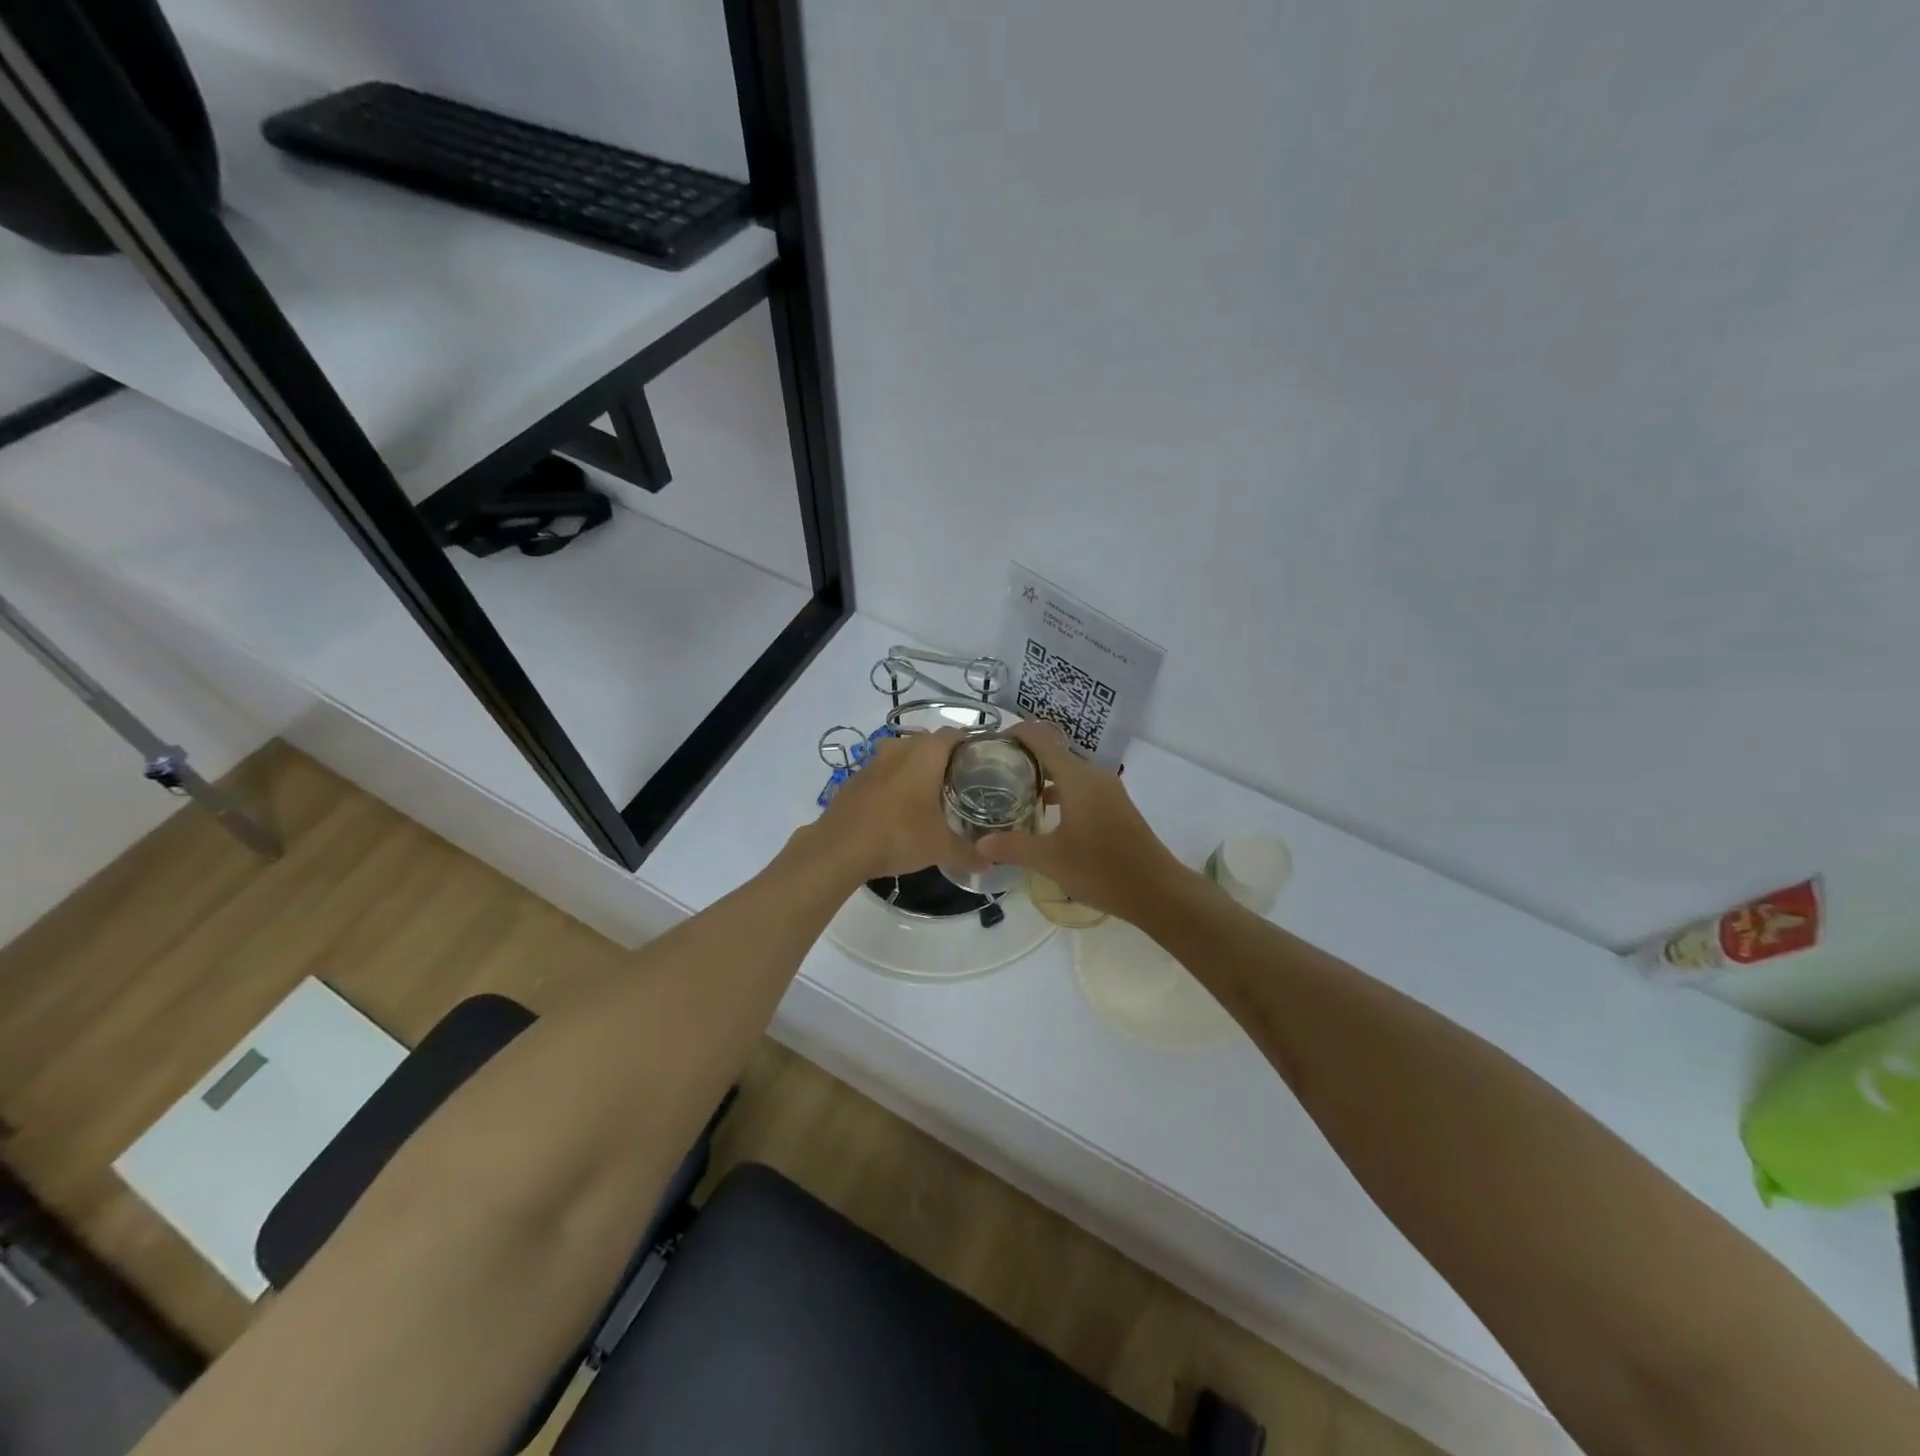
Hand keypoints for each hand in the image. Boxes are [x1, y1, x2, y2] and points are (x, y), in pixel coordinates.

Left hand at [807, 728, 982, 884]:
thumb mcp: (940, 848)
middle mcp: (899, 748)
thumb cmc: (898, 836)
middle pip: (929, 743)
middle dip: (945, 760)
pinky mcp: (855, 779)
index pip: (955, 734)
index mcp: (925, 753)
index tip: (983, 765)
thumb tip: (989, 861)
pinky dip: (895, 783)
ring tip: (932, 797)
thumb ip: (968, 852)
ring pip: (903, 756)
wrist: (837, 849)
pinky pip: (884, 773)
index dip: (971, 746)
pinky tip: (900, 809)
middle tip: (961, 785)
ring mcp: (873, 761)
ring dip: (917, 770)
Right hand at [976, 722, 1184, 915]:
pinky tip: (1045, 816)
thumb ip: (1013, 847)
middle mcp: (1094, 776)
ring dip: (1043, 777)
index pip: (1042, 739)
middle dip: (1024, 758)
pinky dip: (1060, 793)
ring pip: (1069, 773)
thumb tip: (980, 844)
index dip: (1016, 734)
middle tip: (993, 773)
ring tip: (1013, 794)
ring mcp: (1108, 792)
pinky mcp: (1116, 808)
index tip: (990, 744)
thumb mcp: (1050, 860)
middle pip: (1054, 753)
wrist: (1157, 891)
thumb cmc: (1101, 869)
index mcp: (1078, 778)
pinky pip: (1081, 789)